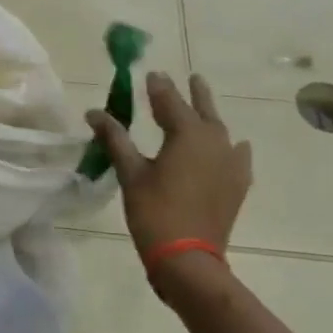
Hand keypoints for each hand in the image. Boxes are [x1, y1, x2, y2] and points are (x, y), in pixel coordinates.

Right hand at [86, 72, 253, 290]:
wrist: (188, 258)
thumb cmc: (154, 211)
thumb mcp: (130, 172)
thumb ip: (115, 138)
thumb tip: (94, 112)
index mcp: (187, 134)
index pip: (170, 101)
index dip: (158, 87)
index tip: (150, 74)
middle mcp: (215, 141)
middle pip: (203, 109)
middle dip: (192, 93)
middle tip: (187, 78)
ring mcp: (231, 163)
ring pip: (220, 130)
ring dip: (209, 115)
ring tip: (203, 105)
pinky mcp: (238, 184)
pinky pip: (237, 155)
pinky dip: (231, 146)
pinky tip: (233, 146)